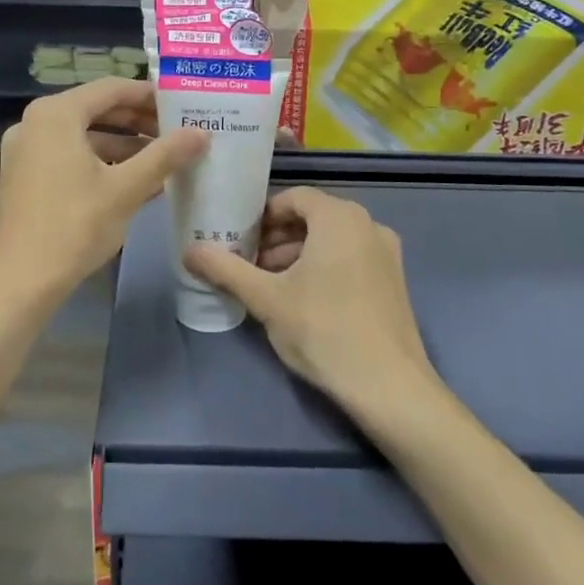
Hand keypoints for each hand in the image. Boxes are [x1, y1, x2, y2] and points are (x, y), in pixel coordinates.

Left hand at [0, 79, 206, 296]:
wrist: (22, 281)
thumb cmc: (75, 225)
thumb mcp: (126, 188)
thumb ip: (165, 155)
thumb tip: (202, 133)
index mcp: (56, 114)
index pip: (112, 88)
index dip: (150, 95)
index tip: (182, 106)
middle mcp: (36, 122)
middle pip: (96, 109)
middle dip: (138, 121)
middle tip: (176, 132)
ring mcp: (26, 149)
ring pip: (84, 135)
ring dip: (123, 144)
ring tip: (163, 159)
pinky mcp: (25, 175)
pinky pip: (70, 155)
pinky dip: (101, 161)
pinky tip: (133, 180)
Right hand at [184, 188, 434, 414]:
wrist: (389, 387)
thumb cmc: (323, 330)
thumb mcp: (266, 299)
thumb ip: (226, 269)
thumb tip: (189, 251)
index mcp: (340, 217)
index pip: (293, 198)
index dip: (262, 216)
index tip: (239, 241)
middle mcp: (368, 225)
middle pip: (313, 217)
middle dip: (276, 238)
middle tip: (248, 265)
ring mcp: (386, 254)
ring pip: (331, 240)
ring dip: (297, 255)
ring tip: (270, 287)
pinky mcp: (394, 281)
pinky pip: (350, 259)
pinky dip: (323, 268)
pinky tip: (303, 302)